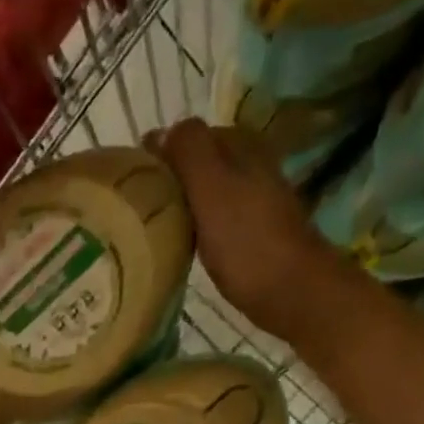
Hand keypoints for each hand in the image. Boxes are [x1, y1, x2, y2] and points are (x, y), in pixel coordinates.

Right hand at [154, 119, 334, 340]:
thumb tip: (160, 132)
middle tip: (137, 213)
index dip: (159, 157)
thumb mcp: (212, 188)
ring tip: (153, 231)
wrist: (290, 291)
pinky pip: (213, 219)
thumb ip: (188, 153)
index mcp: (239, 144)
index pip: (188, 136)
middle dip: (168, 182)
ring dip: (180, 207)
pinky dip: (195, 227)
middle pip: (197, 165)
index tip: (132, 188)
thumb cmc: (246, 241)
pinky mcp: (251, 233)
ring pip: (204, 193)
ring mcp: (252, 199)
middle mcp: (249, 164)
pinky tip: (182, 246)